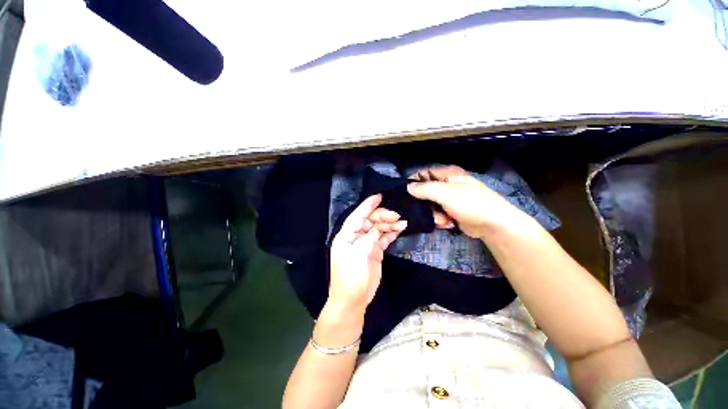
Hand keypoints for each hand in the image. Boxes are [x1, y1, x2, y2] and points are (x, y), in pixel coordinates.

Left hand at [328, 195, 406, 314]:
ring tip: (402, 222)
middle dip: (383, 216)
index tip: (379, 196)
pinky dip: (391, 233)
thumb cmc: (351, 276)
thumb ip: (369, 238)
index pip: (358, 215)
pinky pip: (383, 238)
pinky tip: (400, 229)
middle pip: (370, 221)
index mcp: (347, 235)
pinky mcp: (374, 251)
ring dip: (389, 224)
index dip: (368, 205)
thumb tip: (380, 227)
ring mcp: (366, 244)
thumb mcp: (359, 254)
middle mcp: (356, 236)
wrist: (353, 300)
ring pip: (378, 229)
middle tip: (397, 216)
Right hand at [407, 166, 523, 238]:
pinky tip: (447, 224)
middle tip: (425, 211)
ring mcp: (450, 199)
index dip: (414, 182)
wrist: (493, 225)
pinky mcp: (452, 211)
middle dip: (424, 203)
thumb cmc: (470, 203)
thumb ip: (424, 189)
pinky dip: (440, 220)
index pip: (424, 173)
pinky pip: (438, 213)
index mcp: (447, 174)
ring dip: (433, 214)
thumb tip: (407, 186)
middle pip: (425, 191)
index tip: (406, 193)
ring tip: (442, 220)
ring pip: (430, 205)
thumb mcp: (445, 193)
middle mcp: (447, 184)